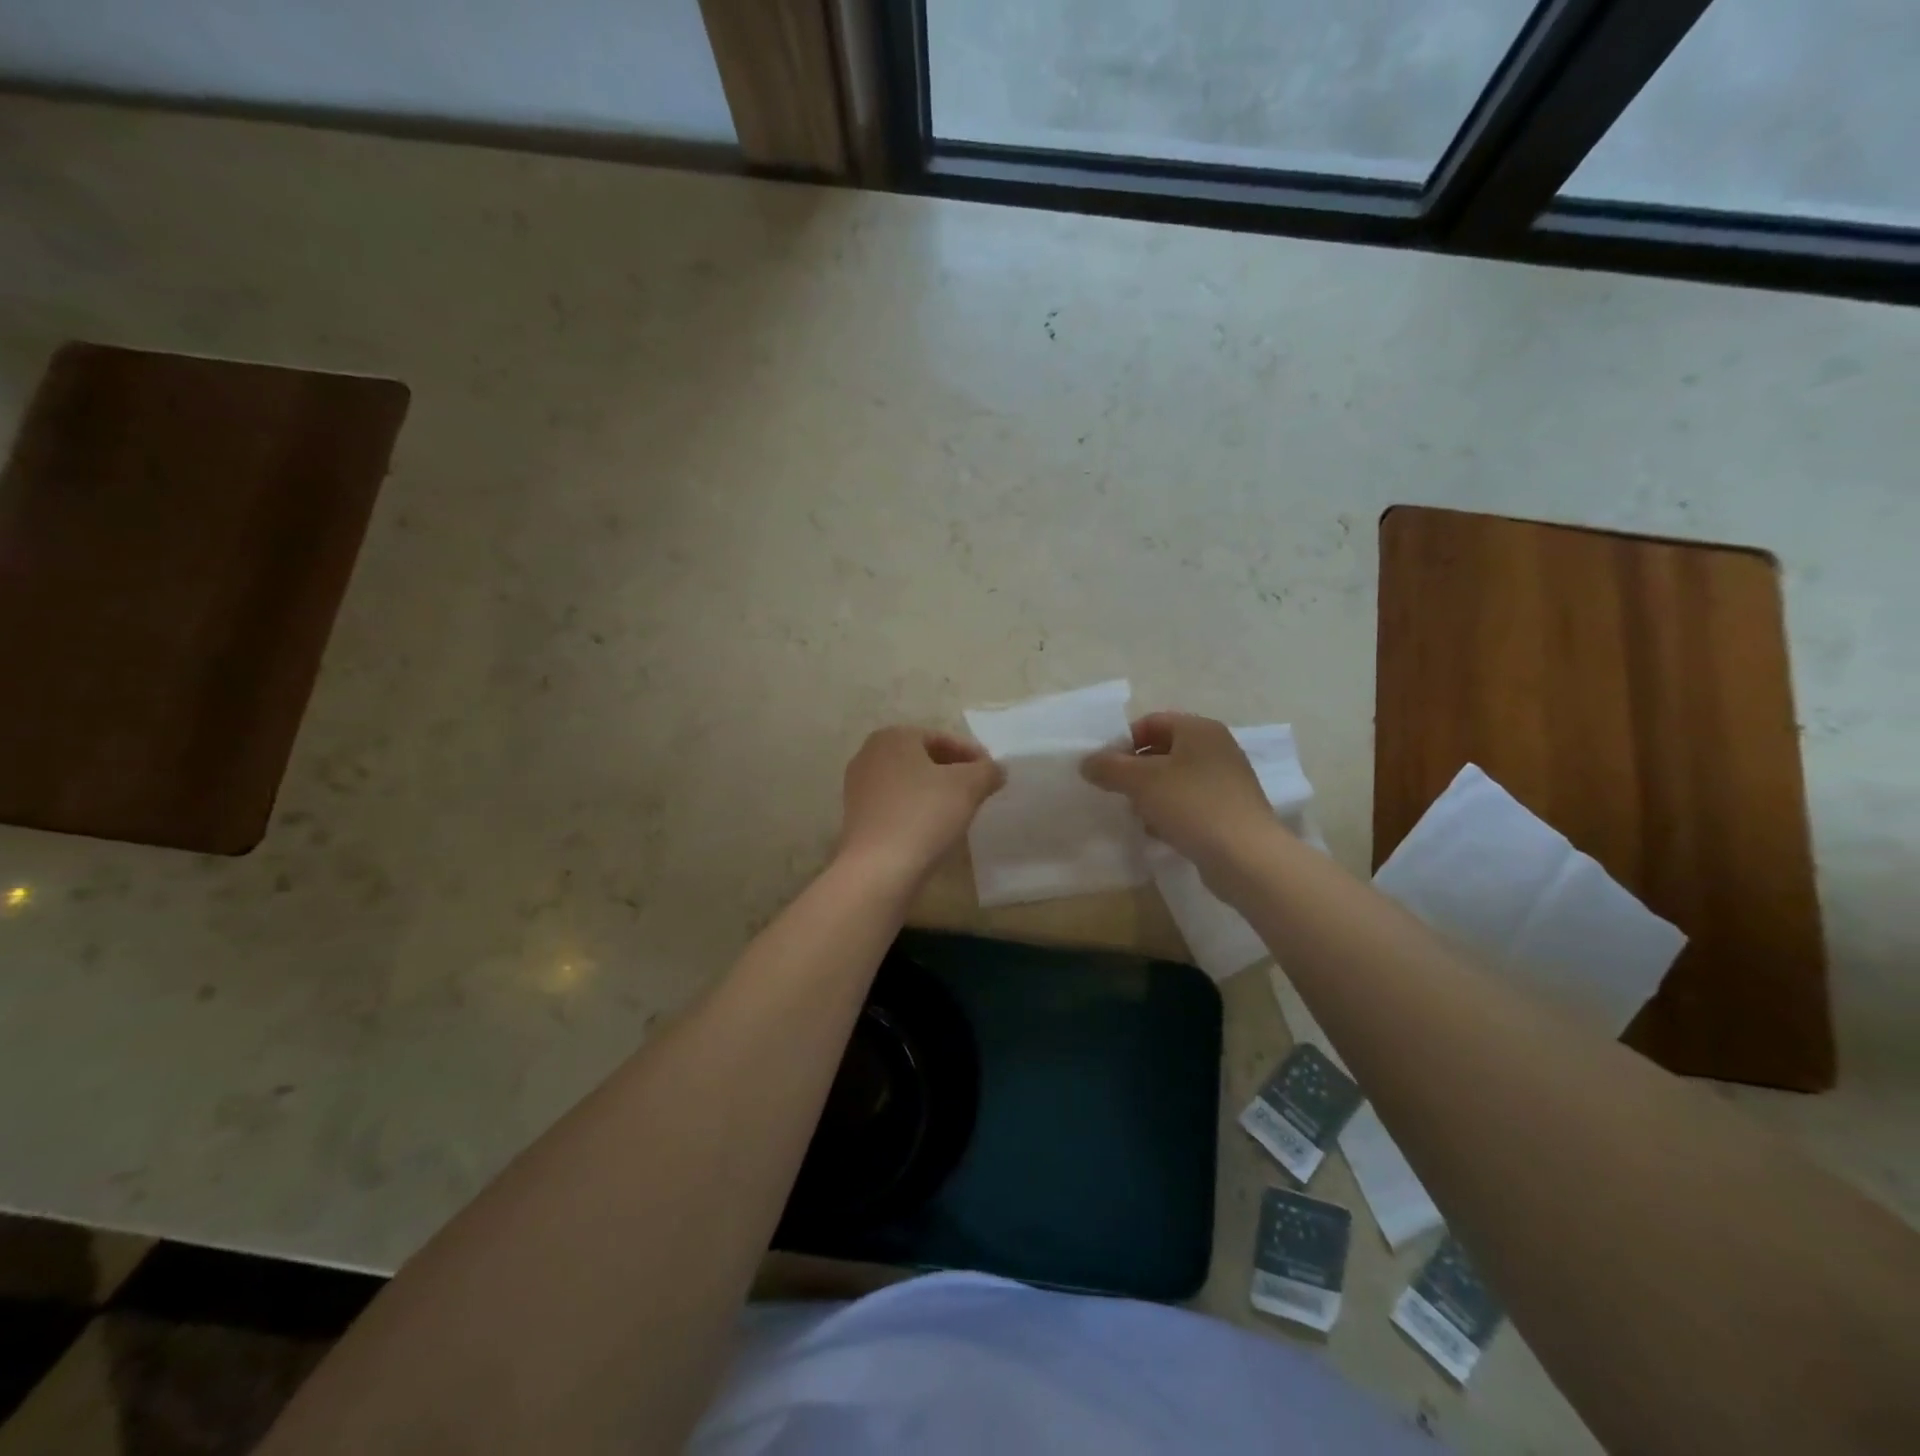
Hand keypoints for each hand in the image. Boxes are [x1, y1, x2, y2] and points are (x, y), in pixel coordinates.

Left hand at [836, 726, 1005, 887]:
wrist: (878, 868)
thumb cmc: (924, 815)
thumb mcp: (968, 787)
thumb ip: (987, 771)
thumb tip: (996, 769)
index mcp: (893, 737)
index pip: (942, 738)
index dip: (972, 754)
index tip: (992, 773)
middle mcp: (869, 755)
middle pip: (923, 758)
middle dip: (953, 772)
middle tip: (979, 790)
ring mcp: (858, 787)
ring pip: (908, 782)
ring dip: (935, 792)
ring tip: (960, 810)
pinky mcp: (857, 817)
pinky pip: (896, 804)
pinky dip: (917, 809)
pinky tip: (934, 828)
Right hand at [1082, 712, 1276, 873]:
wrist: (1245, 857)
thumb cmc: (1192, 805)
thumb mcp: (1141, 781)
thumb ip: (1109, 767)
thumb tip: (1087, 762)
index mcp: (1199, 729)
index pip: (1151, 722)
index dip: (1123, 741)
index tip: (1104, 767)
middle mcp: (1217, 748)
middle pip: (1163, 751)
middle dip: (1135, 771)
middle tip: (1116, 792)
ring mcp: (1226, 781)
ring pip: (1175, 779)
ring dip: (1150, 795)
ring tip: (1136, 815)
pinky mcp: (1229, 811)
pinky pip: (1190, 803)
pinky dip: (1170, 813)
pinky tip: (1157, 832)